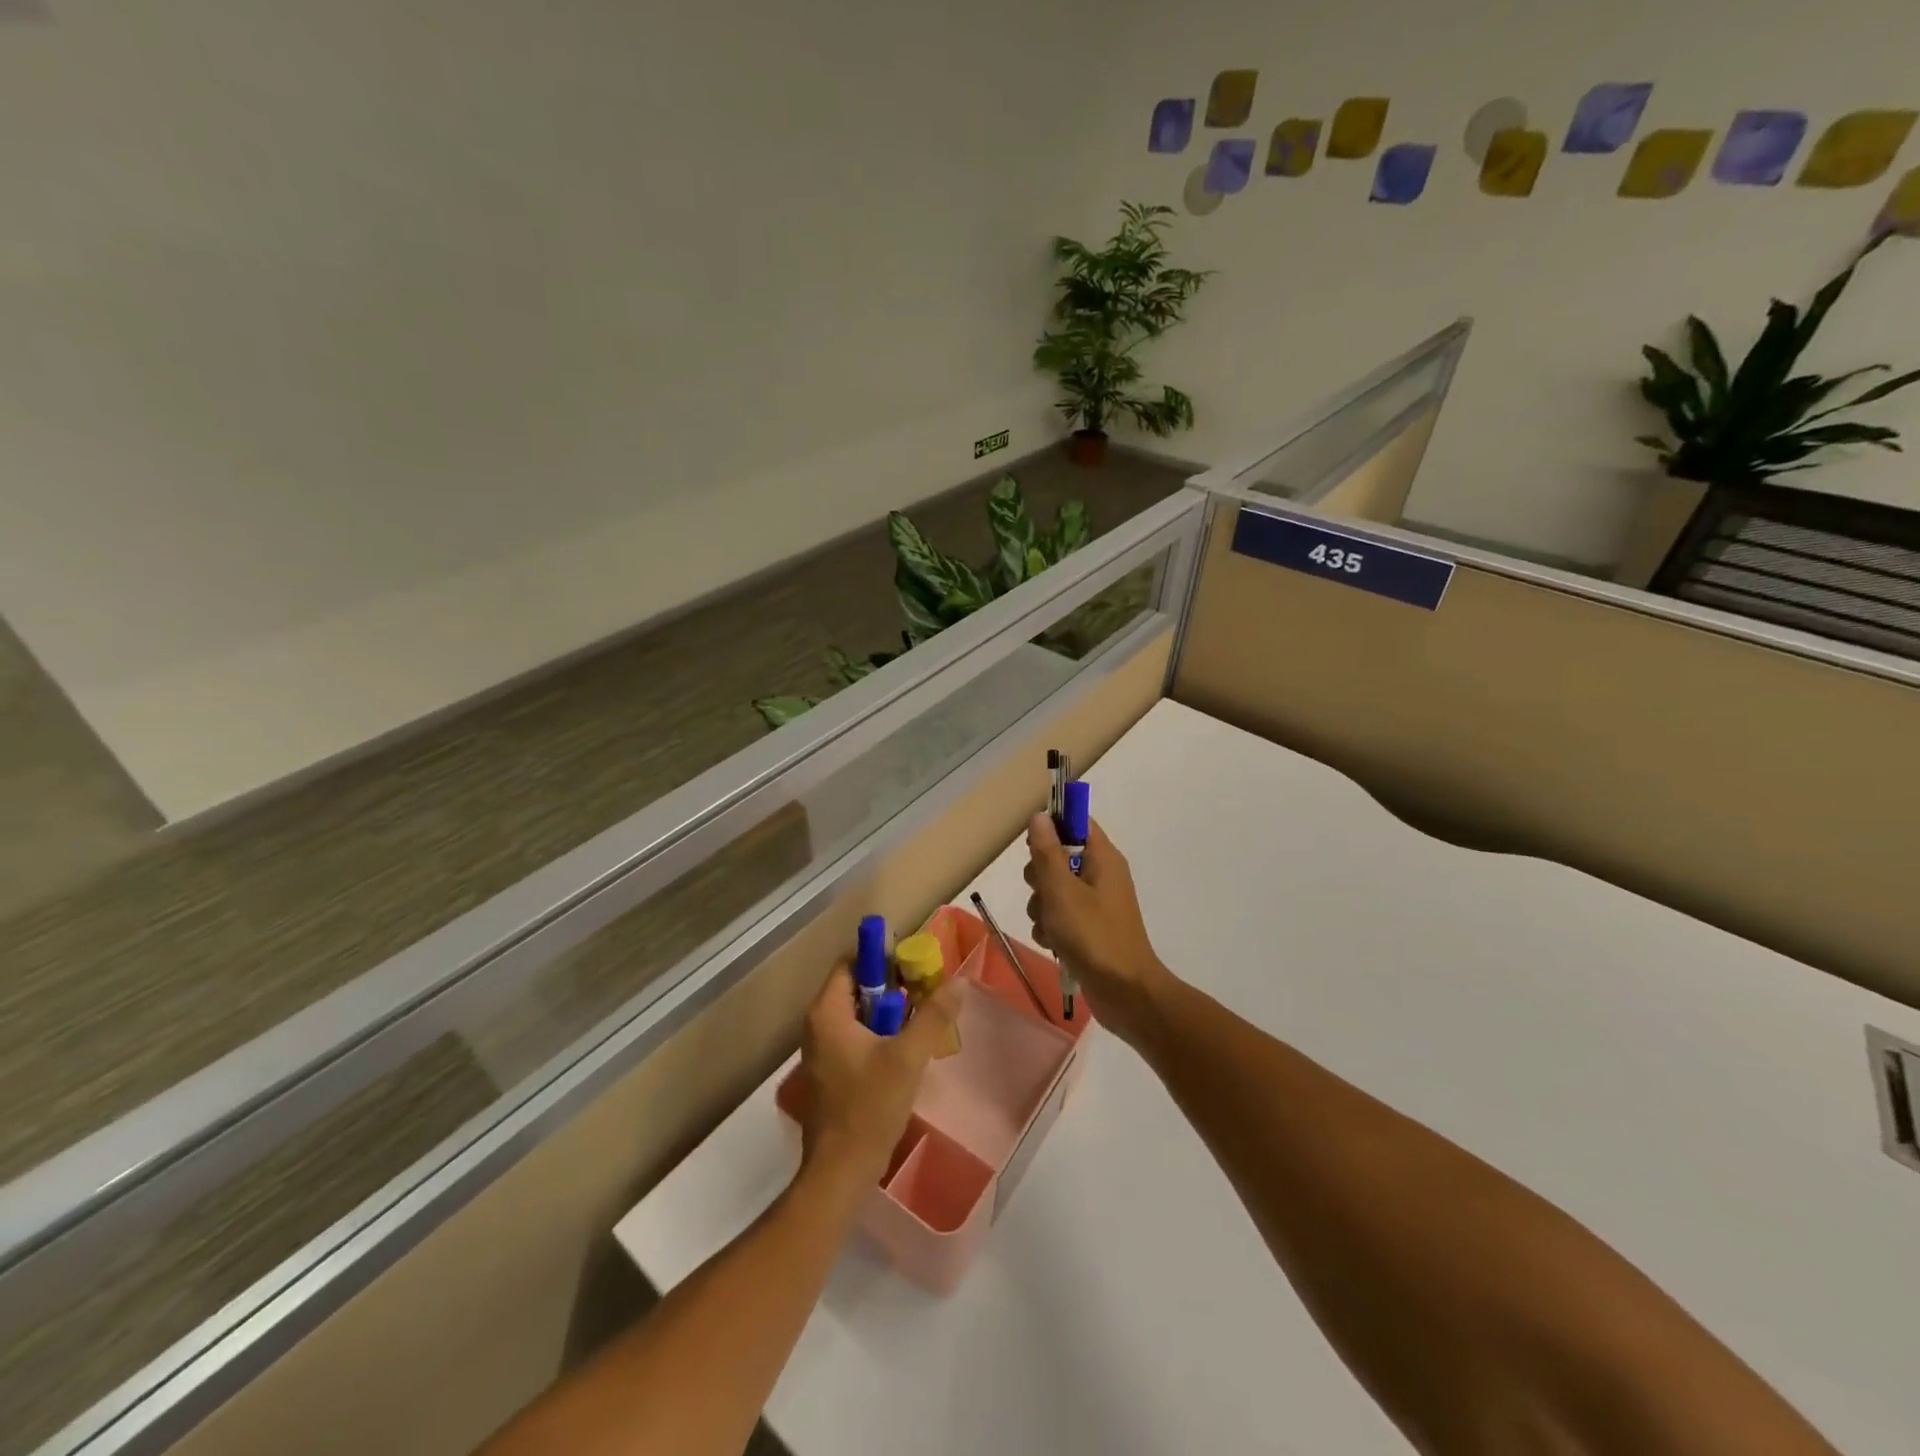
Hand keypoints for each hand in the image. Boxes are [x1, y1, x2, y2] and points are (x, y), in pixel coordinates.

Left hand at [794, 961, 960, 1193]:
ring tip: (922, 1021)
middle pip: (856, 987)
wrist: (840, 1172)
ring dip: (889, 1013)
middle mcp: (818, 1024)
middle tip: (925, 993)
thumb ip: (934, 1015)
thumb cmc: (869, 1107)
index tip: (914, 967)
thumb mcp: (908, 1057)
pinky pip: (855, 1037)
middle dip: (892, 987)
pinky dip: (879, 1034)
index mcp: (827, 1012)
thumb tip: (959, 980)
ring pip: (858, 1014)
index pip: (851, 963)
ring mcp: (822, 1050)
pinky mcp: (830, 1072)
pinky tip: (906, 1051)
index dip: (882, 959)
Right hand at [1025, 813, 1174, 1047]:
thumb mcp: (1062, 891)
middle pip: (1057, 857)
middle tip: (1044, 894)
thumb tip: (1040, 816)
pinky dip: (1051, 928)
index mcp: (1102, 857)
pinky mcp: (1088, 928)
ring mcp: (1095, 903)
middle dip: (1040, 877)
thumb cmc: (1093, 936)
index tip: (1033, 847)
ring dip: (1042, 907)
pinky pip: (1059, 916)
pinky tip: (1053, 944)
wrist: (1125, 993)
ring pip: (1052, 890)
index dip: (1051, 828)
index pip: (1076, 822)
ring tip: (1050, 927)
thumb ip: (1047, 853)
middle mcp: (1100, 874)